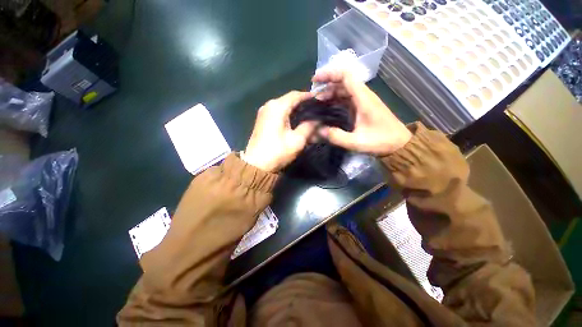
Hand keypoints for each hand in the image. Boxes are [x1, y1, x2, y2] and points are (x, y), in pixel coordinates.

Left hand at [244, 91, 315, 171]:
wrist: (256, 164)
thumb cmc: (277, 152)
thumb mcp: (297, 140)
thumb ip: (309, 127)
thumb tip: (317, 120)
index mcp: (277, 107)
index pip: (296, 95)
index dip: (309, 96)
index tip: (320, 100)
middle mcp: (269, 105)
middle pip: (289, 99)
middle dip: (303, 102)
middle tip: (316, 108)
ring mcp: (264, 112)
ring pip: (283, 105)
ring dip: (295, 108)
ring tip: (308, 114)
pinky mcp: (262, 119)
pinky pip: (277, 111)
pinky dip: (287, 113)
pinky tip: (295, 119)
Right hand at [312, 70, 411, 154]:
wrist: (399, 144)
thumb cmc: (381, 141)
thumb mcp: (357, 142)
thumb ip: (337, 137)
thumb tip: (319, 130)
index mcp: (363, 98)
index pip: (346, 76)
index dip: (329, 74)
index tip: (315, 80)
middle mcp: (363, 95)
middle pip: (343, 82)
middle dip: (326, 85)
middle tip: (312, 97)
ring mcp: (363, 101)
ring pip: (344, 90)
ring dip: (330, 93)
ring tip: (317, 102)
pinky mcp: (362, 107)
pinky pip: (346, 98)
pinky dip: (335, 100)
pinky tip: (327, 108)